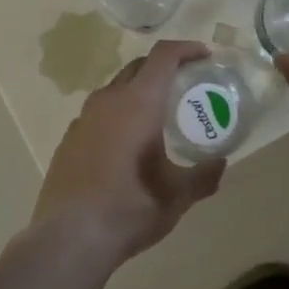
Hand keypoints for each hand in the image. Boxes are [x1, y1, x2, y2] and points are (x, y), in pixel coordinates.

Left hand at [31, 39, 224, 268]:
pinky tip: (126, 145)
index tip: (205, 55)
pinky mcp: (69, 138)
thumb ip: (203, 177)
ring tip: (157, 116)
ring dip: (139, 91)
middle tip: (185, 85)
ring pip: (116, 89)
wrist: (67, 239)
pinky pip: (99, 113)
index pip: (163, 56)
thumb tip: (220, 164)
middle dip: (164, 68)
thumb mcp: (176, 197)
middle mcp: (109, 100)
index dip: (186, 49)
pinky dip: (118, 115)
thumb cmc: (129, 210)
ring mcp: (83, 118)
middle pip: (139, 67)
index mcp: (138, 103)